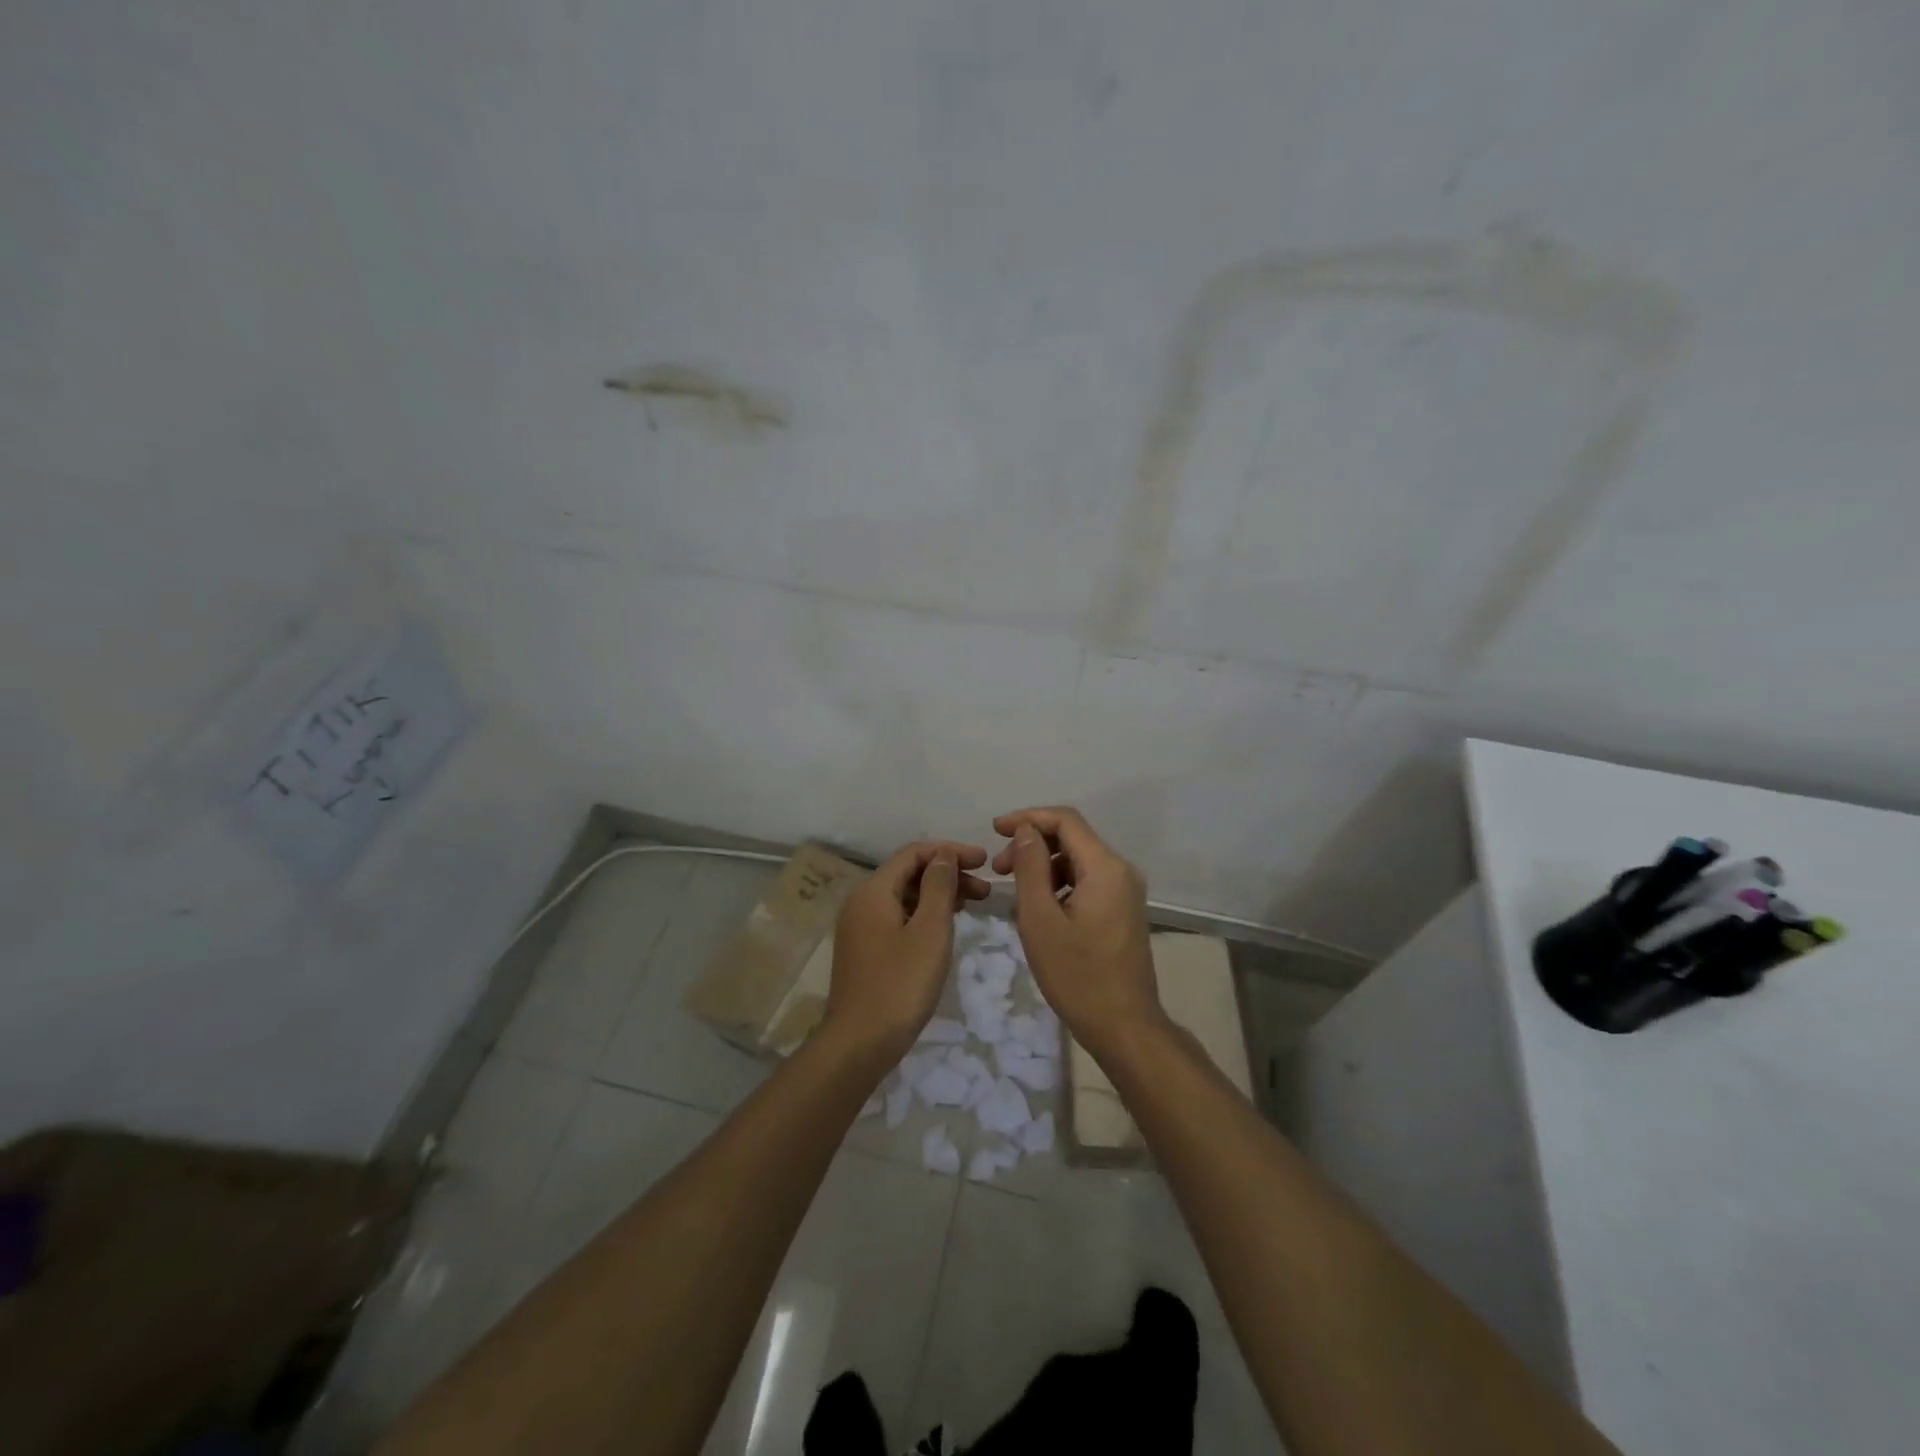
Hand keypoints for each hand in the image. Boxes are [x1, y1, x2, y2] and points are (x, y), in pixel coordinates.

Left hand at [825, 839, 989, 1062]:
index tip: (984, 861)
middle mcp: (861, 902)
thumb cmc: (900, 984)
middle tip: (985, 889)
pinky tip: (946, 927)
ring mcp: (860, 927)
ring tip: (973, 905)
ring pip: (904, 897)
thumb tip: (943, 854)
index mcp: (873, 891)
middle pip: (908, 873)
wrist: (858, 1044)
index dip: (950, 852)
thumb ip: (938, 887)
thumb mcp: (930, 931)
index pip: (913, 853)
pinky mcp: (865, 949)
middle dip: (947, 874)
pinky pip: (898, 917)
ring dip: (938, 895)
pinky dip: (924, 914)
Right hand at [991, 807, 1164, 1060]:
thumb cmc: (1078, 976)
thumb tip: (1025, 831)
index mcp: (1105, 867)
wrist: (1125, 1026)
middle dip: (1032, 844)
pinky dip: (1058, 883)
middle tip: (997, 869)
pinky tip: (1038, 907)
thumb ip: (1030, 868)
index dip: (1027, 817)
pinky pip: (1087, 880)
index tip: (994, 830)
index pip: (1065, 820)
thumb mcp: (1040, 920)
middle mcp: (1121, 870)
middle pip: (1072, 837)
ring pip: (1078, 860)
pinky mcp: (1122, 909)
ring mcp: (1125, 891)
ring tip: (1012, 891)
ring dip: (1043, 865)